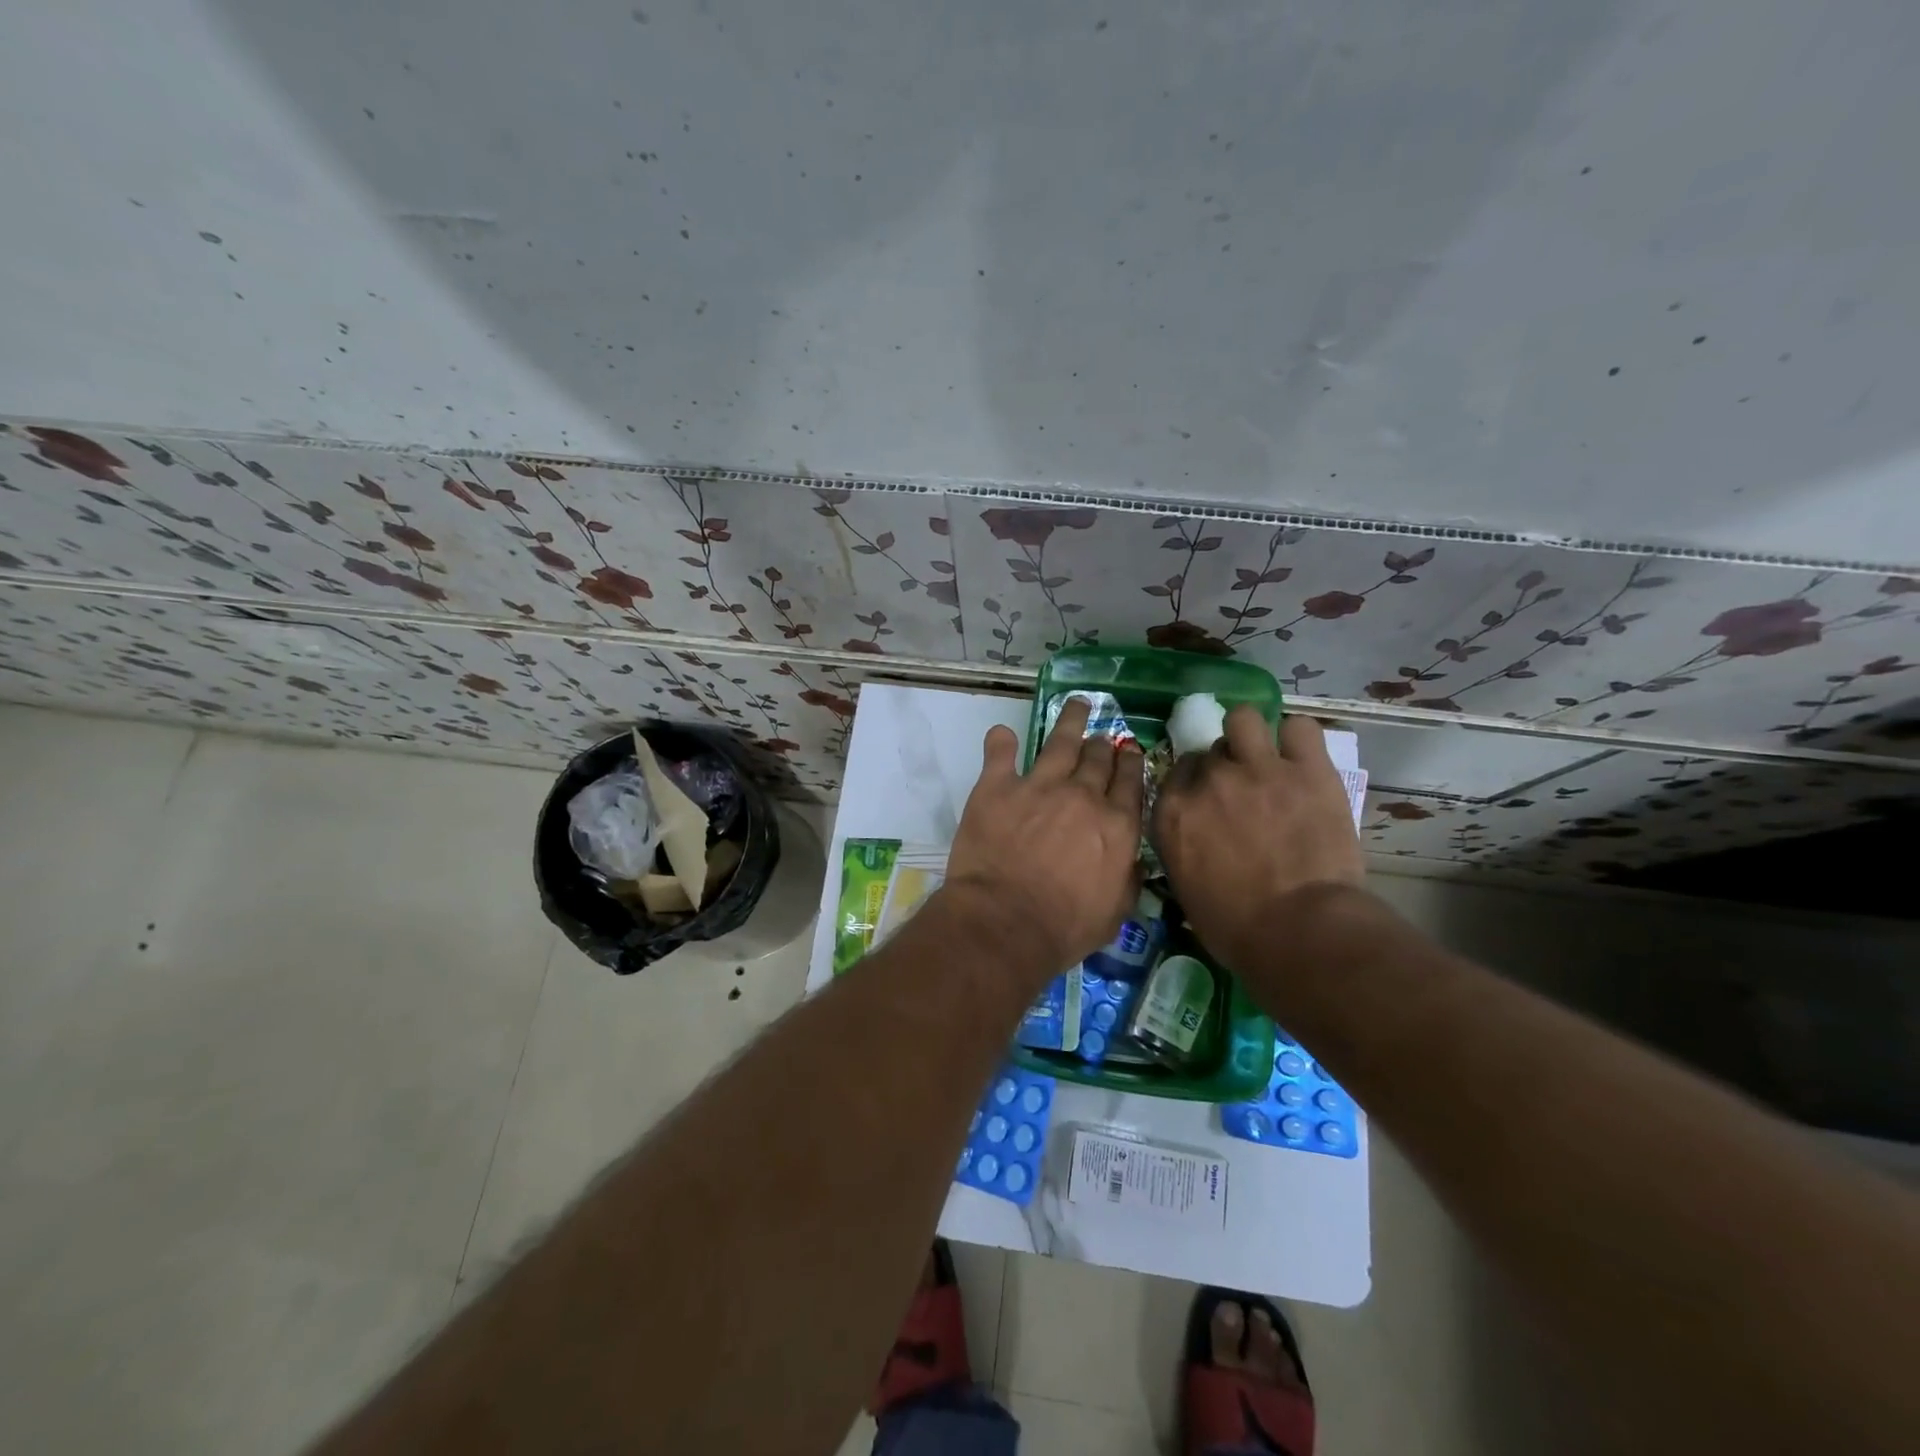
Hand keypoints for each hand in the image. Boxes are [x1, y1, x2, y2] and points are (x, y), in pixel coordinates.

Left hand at [944, 698, 1145, 985]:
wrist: (1005, 922)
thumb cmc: (1064, 928)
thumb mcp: (1114, 913)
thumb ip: (1127, 879)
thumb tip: (1132, 860)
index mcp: (1116, 825)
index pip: (1130, 781)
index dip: (1130, 762)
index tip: (1128, 750)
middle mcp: (1083, 796)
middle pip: (1098, 758)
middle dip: (1102, 744)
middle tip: (1100, 736)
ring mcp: (1039, 786)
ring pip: (1059, 741)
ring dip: (1069, 720)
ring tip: (1076, 704)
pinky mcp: (997, 787)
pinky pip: (1000, 754)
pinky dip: (1001, 742)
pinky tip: (1002, 735)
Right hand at [1151, 709, 1364, 971]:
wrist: (1301, 931)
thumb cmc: (1236, 928)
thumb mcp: (1185, 887)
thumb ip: (1182, 846)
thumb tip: (1195, 835)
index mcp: (1173, 812)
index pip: (1178, 772)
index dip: (1195, 782)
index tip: (1209, 799)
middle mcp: (1208, 780)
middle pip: (1210, 752)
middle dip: (1225, 767)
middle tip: (1247, 793)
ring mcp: (1258, 768)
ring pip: (1244, 718)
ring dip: (1251, 735)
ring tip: (1268, 758)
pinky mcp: (1307, 769)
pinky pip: (1300, 728)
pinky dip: (1299, 740)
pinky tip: (1303, 759)